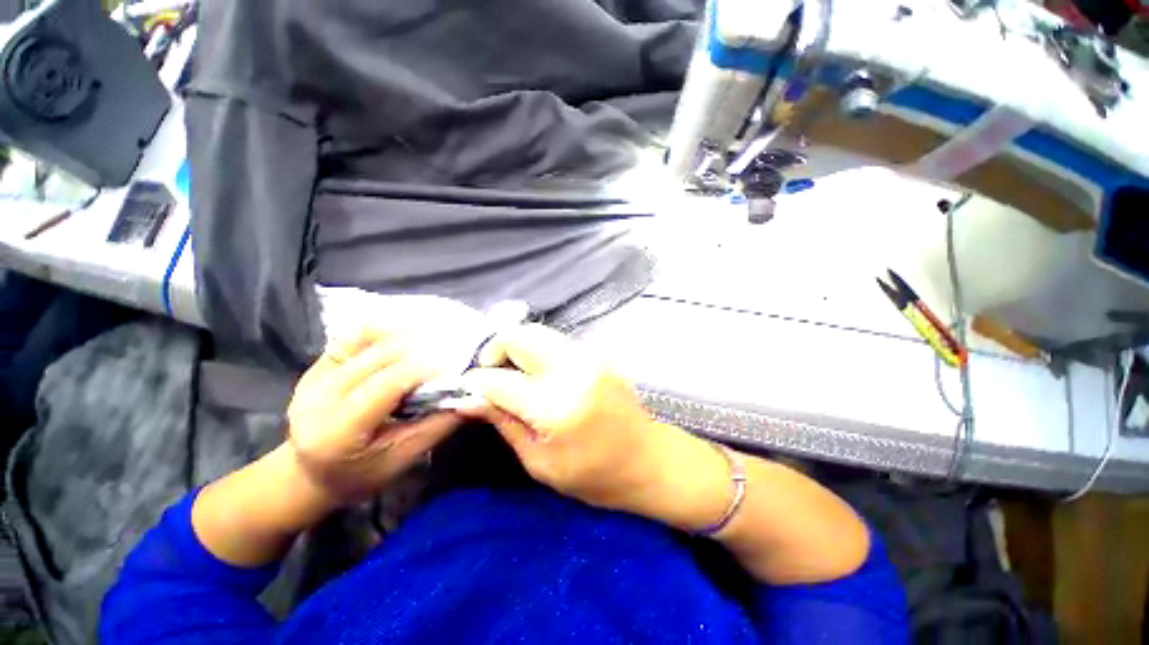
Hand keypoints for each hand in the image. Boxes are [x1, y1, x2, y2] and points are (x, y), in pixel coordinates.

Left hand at [287, 328, 461, 503]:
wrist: (309, 474)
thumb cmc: (361, 474)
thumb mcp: (402, 460)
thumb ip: (436, 426)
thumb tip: (467, 395)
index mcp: (338, 431)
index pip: (385, 385)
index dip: (422, 370)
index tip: (450, 365)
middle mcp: (318, 397)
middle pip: (377, 356)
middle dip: (417, 349)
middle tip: (445, 351)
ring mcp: (313, 377)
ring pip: (364, 338)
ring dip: (401, 334)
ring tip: (427, 339)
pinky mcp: (317, 365)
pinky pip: (353, 336)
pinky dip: (382, 330)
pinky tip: (403, 336)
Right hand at [458, 325, 728, 525]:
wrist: (650, 460)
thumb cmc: (595, 477)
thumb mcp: (540, 462)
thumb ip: (504, 422)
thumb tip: (468, 399)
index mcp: (556, 406)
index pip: (499, 380)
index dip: (475, 383)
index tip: (467, 390)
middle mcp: (572, 370)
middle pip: (519, 335)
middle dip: (495, 351)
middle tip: (491, 377)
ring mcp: (589, 357)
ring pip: (538, 332)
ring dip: (517, 348)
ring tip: (513, 376)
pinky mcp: (597, 355)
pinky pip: (556, 342)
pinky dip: (538, 352)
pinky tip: (539, 376)